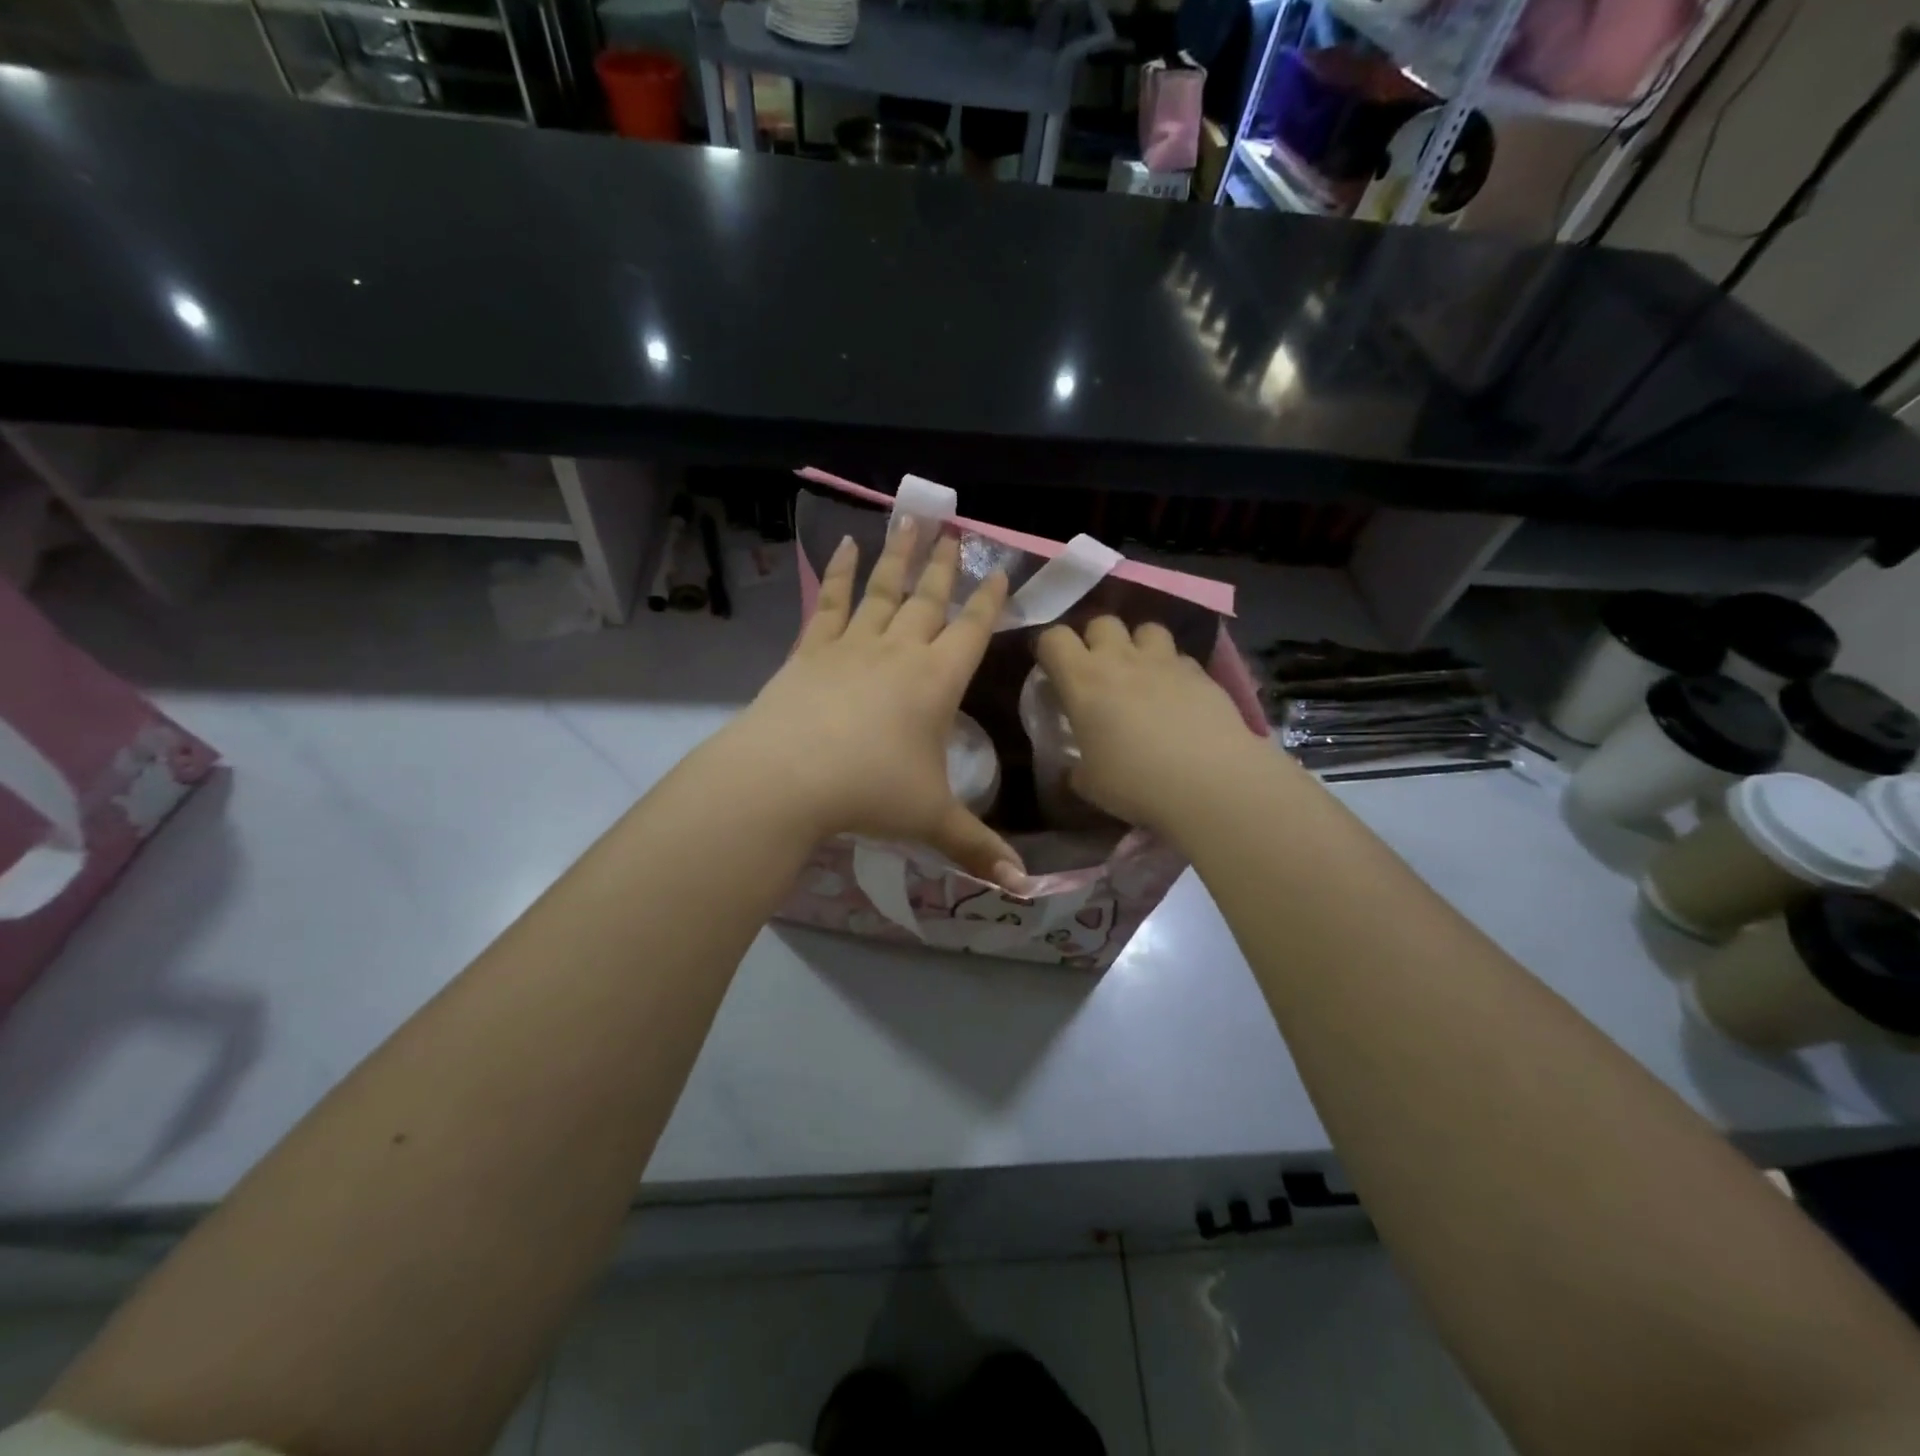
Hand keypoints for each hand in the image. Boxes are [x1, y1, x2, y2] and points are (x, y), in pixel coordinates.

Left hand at [718, 519, 1025, 886]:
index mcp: (937, 682)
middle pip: (929, 599)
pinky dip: (841, 574)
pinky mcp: (812, 650)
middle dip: (945, 566)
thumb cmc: (869, 793)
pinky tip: (845, 549)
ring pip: (883, 590)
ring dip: (899, 555)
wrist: (787, 777)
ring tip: (910, 519)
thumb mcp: (930, 821)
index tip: (998, 570)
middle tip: (954, 530)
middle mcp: (899, 652)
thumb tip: (1023, 887)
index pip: (972, 631)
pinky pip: (832, 604)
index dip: (989, 600)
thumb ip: (977, 847)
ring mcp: (853, 646)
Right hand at [1035, 616, 1270, 832]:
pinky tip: (1177, 697)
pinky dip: (1173, 670)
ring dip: (1138, 646)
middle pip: (1102, 622)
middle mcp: (1121, 659)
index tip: (1052, 673)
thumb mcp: (1090, 784)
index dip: (1049, 650)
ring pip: (1146, 629)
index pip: (1054, 638)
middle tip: (1098, 673)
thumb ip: (1076, 767)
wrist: (1211, 783)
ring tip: (1141, 675)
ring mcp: (1165, 662)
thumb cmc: (1136, 783)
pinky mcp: (1201, 673)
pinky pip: (1180, 658)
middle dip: (1096, 641)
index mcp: (1083, 681)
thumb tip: (1075, 769)